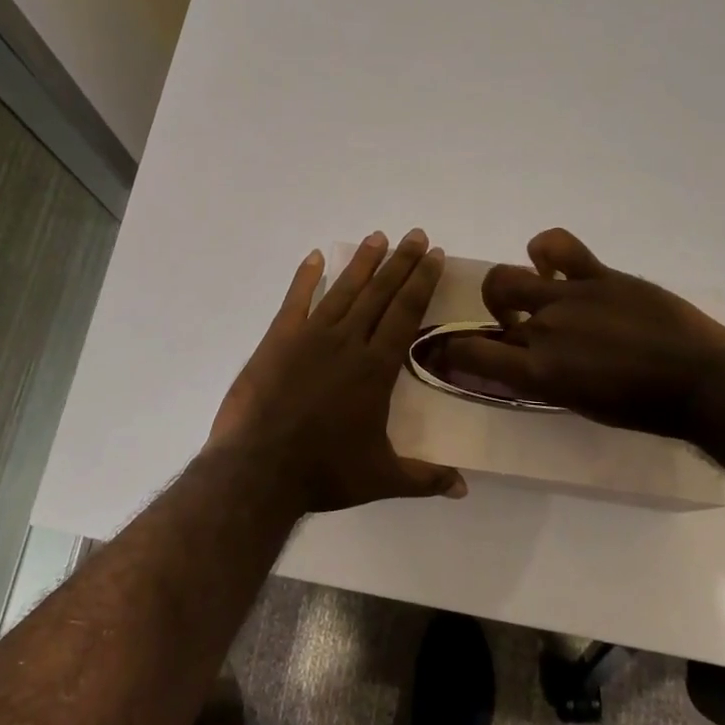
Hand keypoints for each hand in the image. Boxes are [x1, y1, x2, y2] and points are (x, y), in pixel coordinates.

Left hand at [207, 229, 466, 514]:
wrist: (259, 470)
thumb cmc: (324, 472)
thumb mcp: (382, 478)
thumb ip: (425, 478)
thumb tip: (465, 489)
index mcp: (376, 368)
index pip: (405, 313)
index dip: (421, 282)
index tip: (433, 255)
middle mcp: (347, 342)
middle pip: (379, 293)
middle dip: (401, 262)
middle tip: (415, 234)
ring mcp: (310, 337)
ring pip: (342, 290)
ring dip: (362, 262)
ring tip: (378, 237)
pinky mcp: (277, 341)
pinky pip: (295, 300)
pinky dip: (305, 277)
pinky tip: (315, 256)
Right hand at [442, 228, 724, 438]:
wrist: (701, 381)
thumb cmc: (644, 408)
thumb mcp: (581, 404)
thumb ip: (545, 381)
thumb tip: (524, 365)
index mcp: (538, 372)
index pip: (470, 353)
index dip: (451, 350)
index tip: (453, 350)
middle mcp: (543, 329)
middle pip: (492, 308)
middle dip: (494, 316)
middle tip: (515, 327)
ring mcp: (569, 296)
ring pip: (509, 276)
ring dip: (510, 288)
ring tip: (532, 295)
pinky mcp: (598, 275)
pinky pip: (557, 245)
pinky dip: (544, 250)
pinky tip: (550, 264)